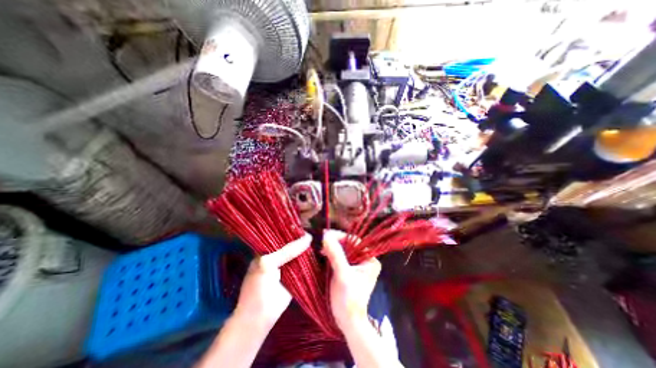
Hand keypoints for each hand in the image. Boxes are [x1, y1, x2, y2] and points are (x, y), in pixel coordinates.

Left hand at [233, 232, 311, 328]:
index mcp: (268, 249)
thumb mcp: (268, 264)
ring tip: (320, 237)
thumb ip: (287, 251)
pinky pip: (305, 263)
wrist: (259, 319)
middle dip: (302, 237)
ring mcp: (289, 264)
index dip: (292, 229)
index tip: (306, 222)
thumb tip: (308, 238)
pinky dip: (312, 257)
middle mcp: (279, 254)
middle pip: (293, 242)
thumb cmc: (257, 288)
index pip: (281, 234)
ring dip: (309, 247)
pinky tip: (320, 249)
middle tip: (316, 229)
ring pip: (300, 252)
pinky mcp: (298, 273)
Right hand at [323, 230, 381, 330]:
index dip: (341, 236)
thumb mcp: (342, 275)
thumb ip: (335, 255)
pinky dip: (332, 254)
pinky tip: (324, 254)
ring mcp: (358, 265)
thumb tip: (326, 236)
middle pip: (350, 244)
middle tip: (322, 241)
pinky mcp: (350, 270)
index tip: (326, 235)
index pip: (356, 241)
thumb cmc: (348, 300)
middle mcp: (366, 260)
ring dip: (333, 247)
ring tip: (321, 248)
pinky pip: (341, 257)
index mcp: (370, 260)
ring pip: (344, 250)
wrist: (348, 322)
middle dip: (336, 242)